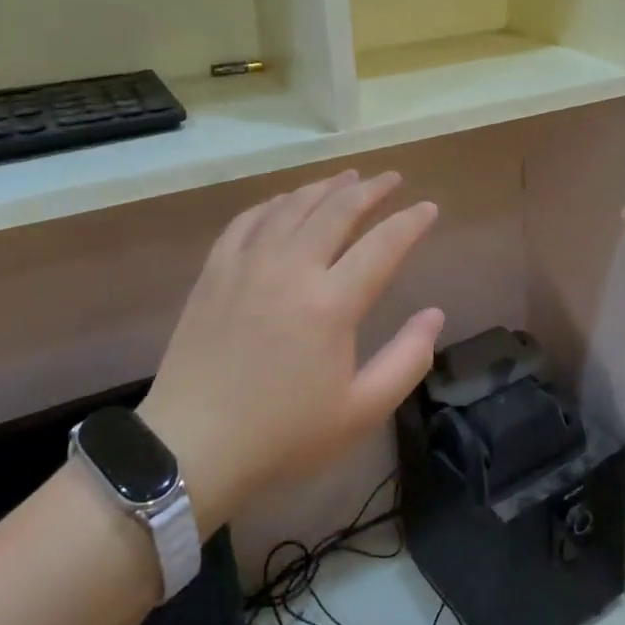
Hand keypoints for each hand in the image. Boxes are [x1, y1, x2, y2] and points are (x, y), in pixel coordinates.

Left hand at [138, 171, 443, 535]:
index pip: (383, 245)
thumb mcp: (360, 412)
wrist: (190, 447)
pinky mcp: (215, 271)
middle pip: (337, 211)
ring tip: (348, 177)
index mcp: (331, 304)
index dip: (411, 222)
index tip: (429, 208)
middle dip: (371, 189)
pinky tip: (286, 201)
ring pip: (293, 206)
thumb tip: (434, 314)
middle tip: (391, 179)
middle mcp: (291, 269)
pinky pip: (248, 220)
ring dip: (325, 187)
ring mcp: (248, 265)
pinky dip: (274, 203)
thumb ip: (407, 360)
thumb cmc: (282, 435)